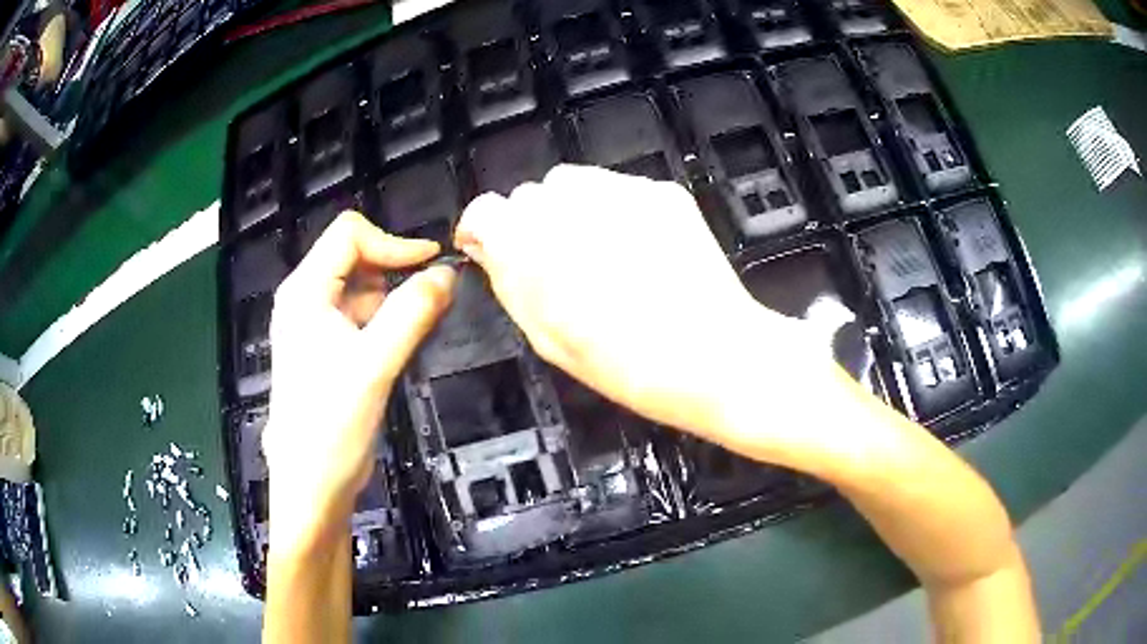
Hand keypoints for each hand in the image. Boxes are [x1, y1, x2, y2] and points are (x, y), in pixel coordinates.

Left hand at [263, 212, 455, 554]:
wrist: (312, 485)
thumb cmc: (332, 426)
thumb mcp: (374, 365)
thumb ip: (412, 313)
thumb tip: (448, 273)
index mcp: (305, 292)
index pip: (350, 235)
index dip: (393, 243)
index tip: (432, 265)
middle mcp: (305, 299)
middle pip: (354, 256)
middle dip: (394, 269)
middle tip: (431, 298)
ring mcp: (313, 325)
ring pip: (360, 287)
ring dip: (392, 297)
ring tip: (420, 324)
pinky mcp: (326, 349)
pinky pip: (360, 316)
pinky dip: (385, 320)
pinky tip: (401, 344)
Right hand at [454, 165, 832, 454]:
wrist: (716, 357)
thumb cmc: (627, 367)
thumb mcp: (547, 338)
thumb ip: (507, 281)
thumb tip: (485, 245)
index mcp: (533, 246)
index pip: (485, 210)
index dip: (488, 232)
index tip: (497, 253)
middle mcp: (571, 205)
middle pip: (530, 195)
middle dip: (534, 225)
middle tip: (561, 268)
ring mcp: (621, 191)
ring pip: (572, 184)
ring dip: (572, 213)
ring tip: (601, 256)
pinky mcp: (661, 190)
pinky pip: (618, 188)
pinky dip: (614, 211)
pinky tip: (638, 250)